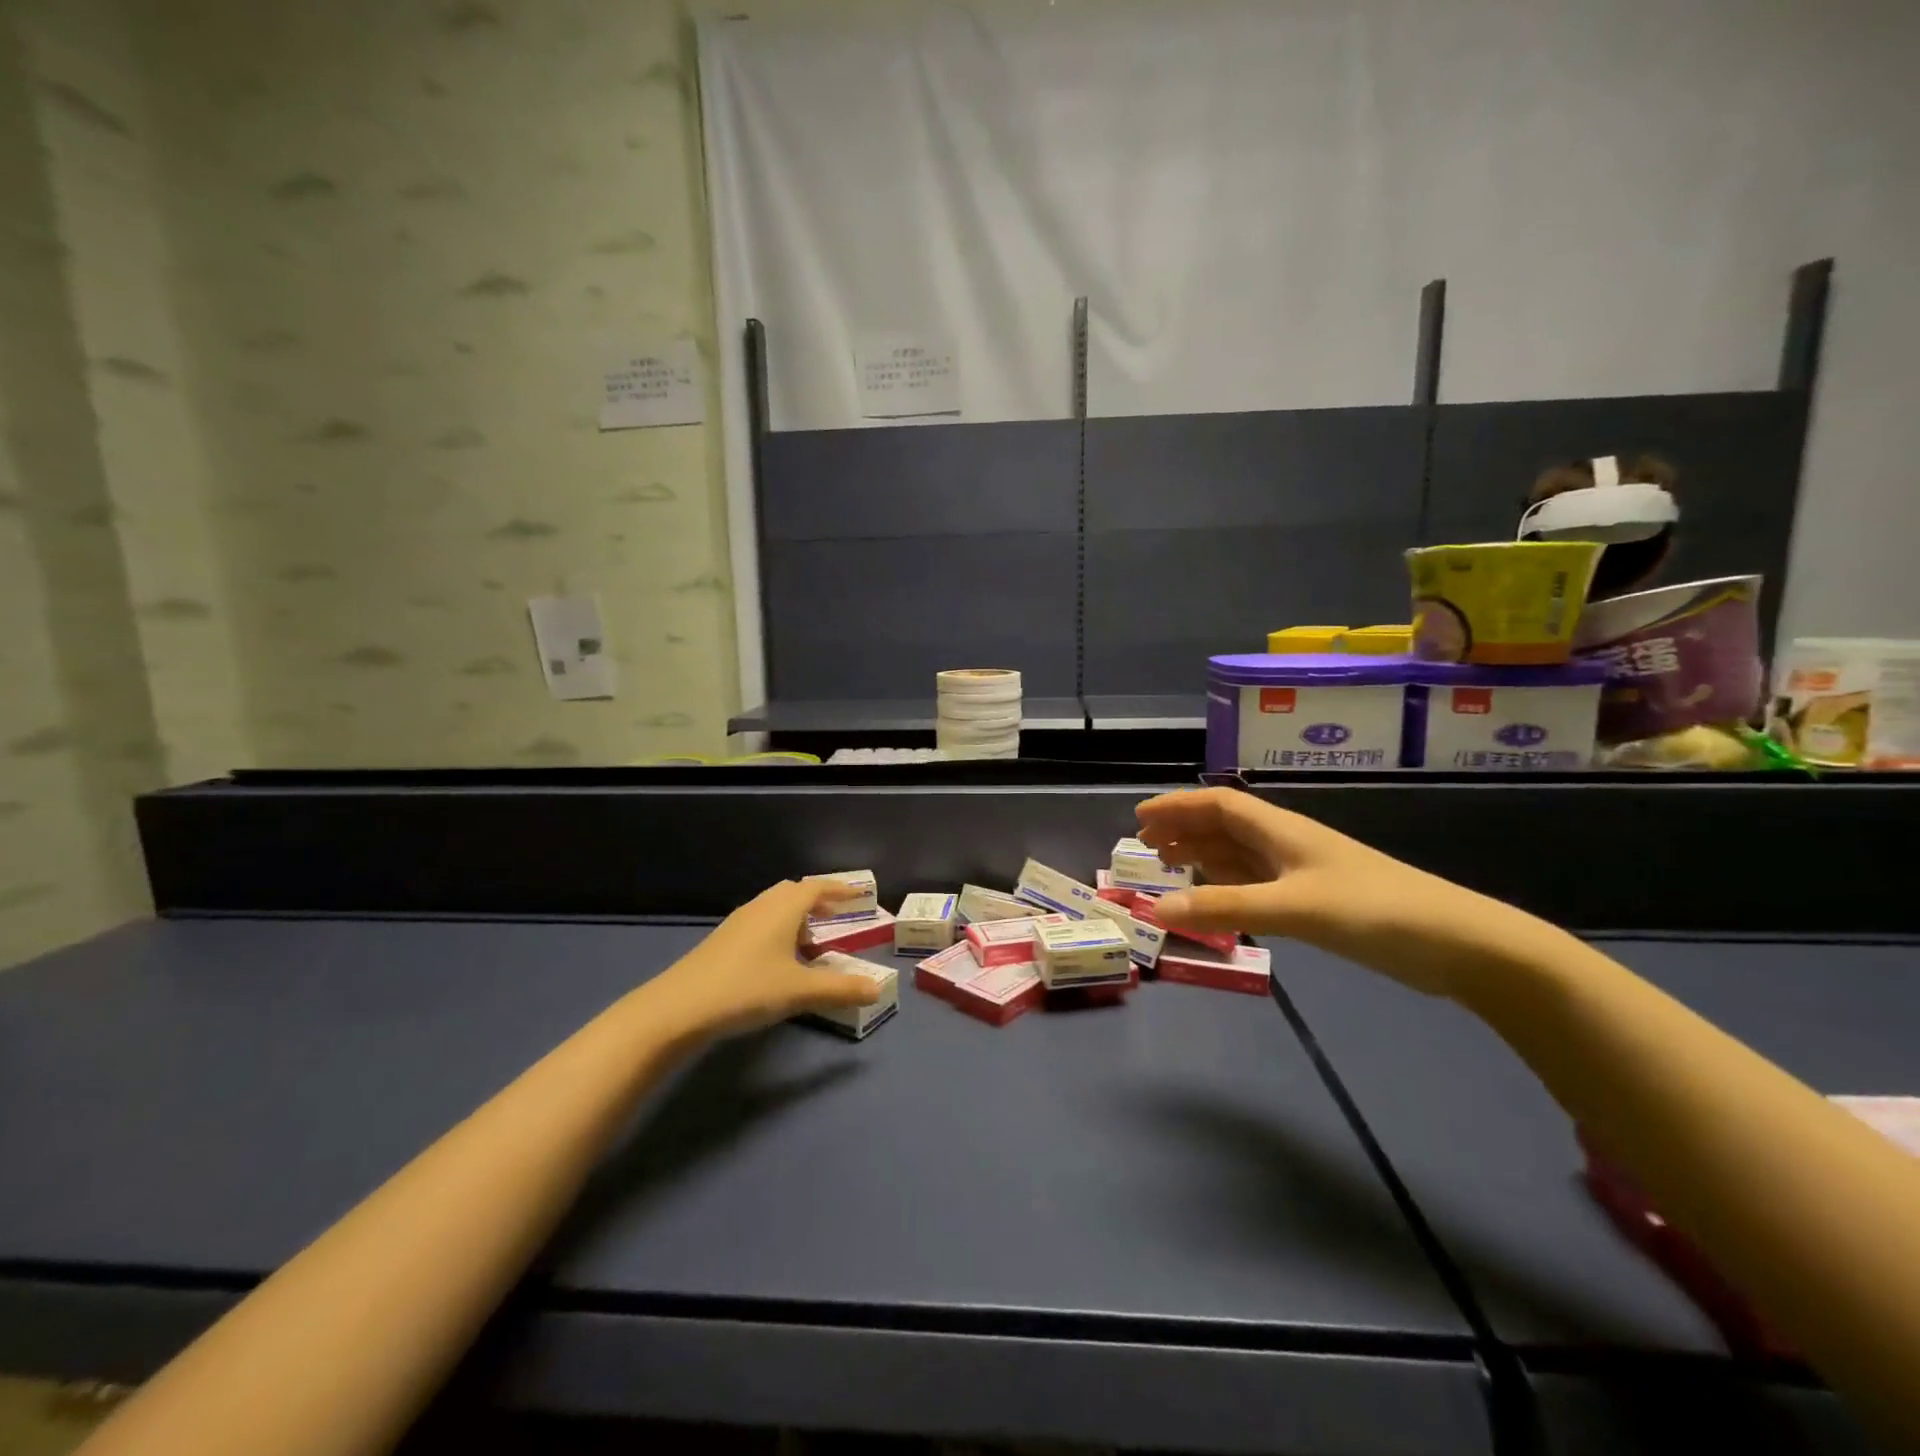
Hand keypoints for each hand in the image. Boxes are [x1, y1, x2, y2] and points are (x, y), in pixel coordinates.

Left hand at [649, 880, 882, 1036]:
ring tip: (811, 940)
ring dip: (796, 916)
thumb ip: (841, 989)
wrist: (678, 1008)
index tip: (859, 896)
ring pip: (774, 908)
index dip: (840, 890)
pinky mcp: (722, 941)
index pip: (817, 887)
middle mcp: (761, 907)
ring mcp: (738, 923)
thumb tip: (877, 989)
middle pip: (793, 892)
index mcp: (783, 908)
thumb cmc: (747, 989)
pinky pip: (760, 923)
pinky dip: (778, 930)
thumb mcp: (800, 991)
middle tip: (836, 918)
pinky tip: (779, 958)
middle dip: (817, 901)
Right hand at [1135, 787, 1568, 999]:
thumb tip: (1156, 908)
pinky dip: (1227, 884)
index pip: (1218, 805)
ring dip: (1202, 856)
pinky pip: (1256, 883)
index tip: (1139, 820)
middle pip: (1225, 826)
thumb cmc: (1373, 910)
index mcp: (1281, 830)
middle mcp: (1288, 843)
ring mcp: (1304, 873)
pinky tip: (1215, 895)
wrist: (1457, 943)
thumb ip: (1224, 907)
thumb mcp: (1293, 907)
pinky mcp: (1317, 901)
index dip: (1177, 806)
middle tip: (1145, 847)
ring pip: (1240, 855)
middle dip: (1183, 830)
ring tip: (1168, 866)